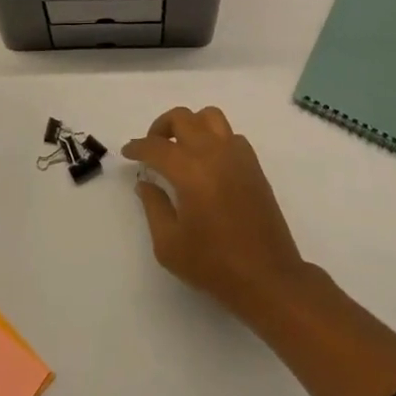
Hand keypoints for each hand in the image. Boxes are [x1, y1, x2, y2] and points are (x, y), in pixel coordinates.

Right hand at [123, 107, 312, 318]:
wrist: (268, 277)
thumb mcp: (169, 244)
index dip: (138, 147)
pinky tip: (207, 163)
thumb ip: (154, 206)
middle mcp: (214, 153)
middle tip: (151, 149)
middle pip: (183, 118)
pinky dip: (214, 138)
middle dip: (161, 128)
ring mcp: (238, 156)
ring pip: (210, 117)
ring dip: (190, 124)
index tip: (128, 152)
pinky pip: (230, 135)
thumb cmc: (214, 265)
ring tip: (180, 148)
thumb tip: (146, 183)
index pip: (156, 146)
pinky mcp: (254, 165)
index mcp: (190, 171)